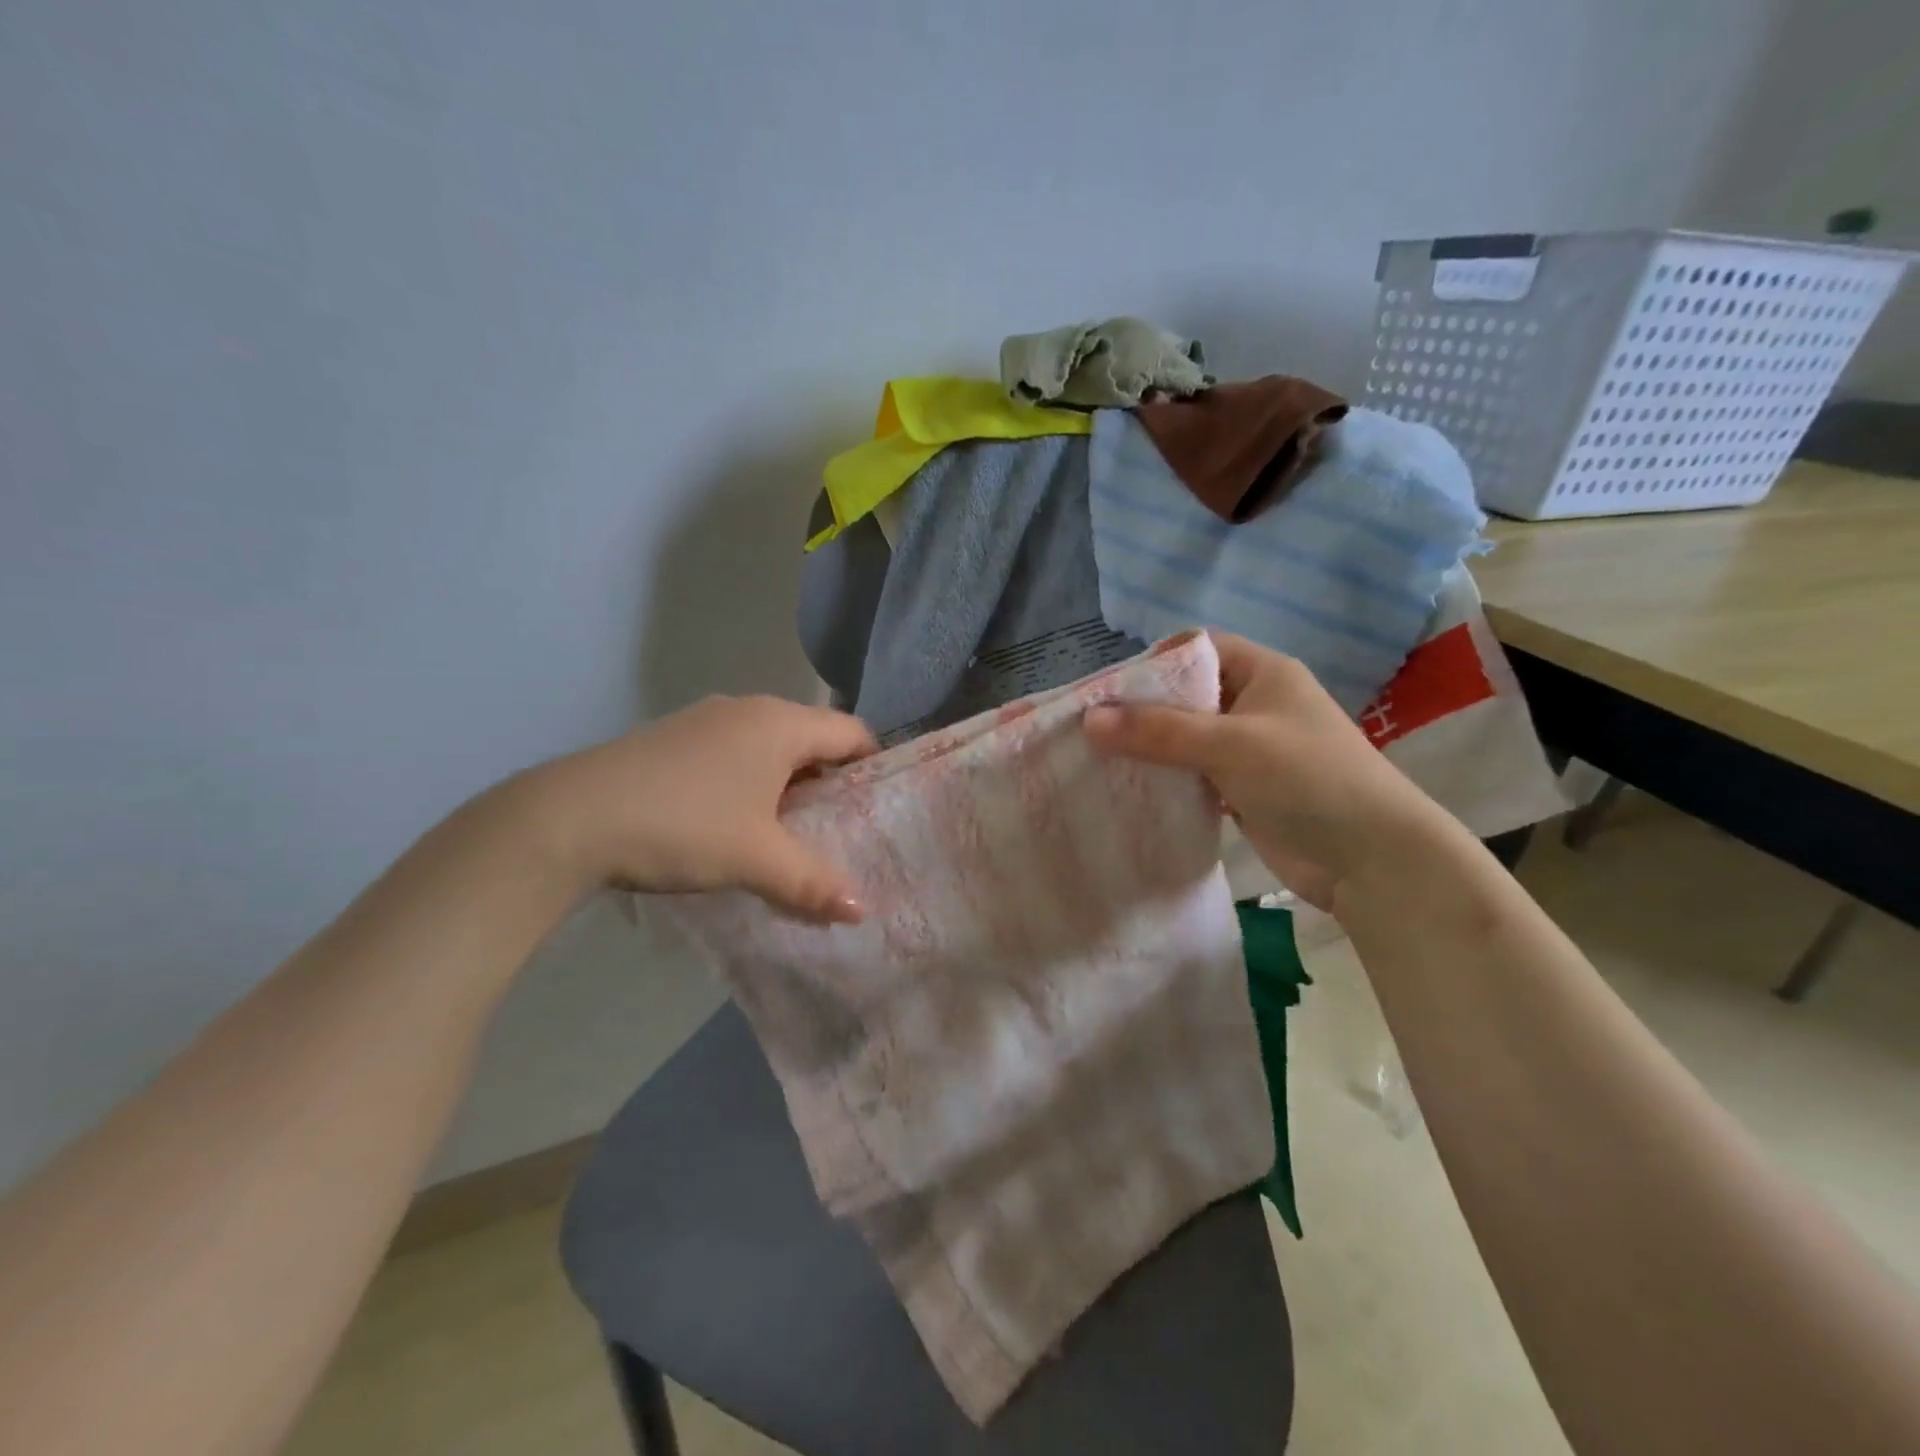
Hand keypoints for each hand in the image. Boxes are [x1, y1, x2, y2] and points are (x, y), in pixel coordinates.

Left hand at [535, 695, 875, 922]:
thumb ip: (813, 883)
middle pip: (812, 738)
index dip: (872, 767)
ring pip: (770, 746)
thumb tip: (861, 911)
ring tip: (789, 832)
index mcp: (780, 724)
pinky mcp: (673, 737)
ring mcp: (705, 719)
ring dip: (787, 783)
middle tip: (839, 829)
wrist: (570, 818)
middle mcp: (748, 709)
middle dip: (829, 782)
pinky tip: (735, 822)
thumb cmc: (684, 826)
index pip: (851, 732)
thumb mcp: (756, 860)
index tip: (878, 808)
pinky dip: (750, 781)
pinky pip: (733, 752)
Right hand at [1083, 632, 1447, 909]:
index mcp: (1262, 673)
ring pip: (1185, 740)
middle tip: (1089, 729)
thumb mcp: (1231, 745)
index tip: (1105, 691)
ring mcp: (1249, 750)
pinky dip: (1165, 781)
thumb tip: (1089, 719)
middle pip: (1185, 696)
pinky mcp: (1242, 791)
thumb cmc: (1308, 780)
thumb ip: (1159, 731)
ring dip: (1149, 751)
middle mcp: (1254, 704)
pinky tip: (1129, 791)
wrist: (1372, 860)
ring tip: (1096, 761)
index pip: (1197, 650)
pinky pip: (1193, 776)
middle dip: (1140, 711)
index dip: (1152, 664)